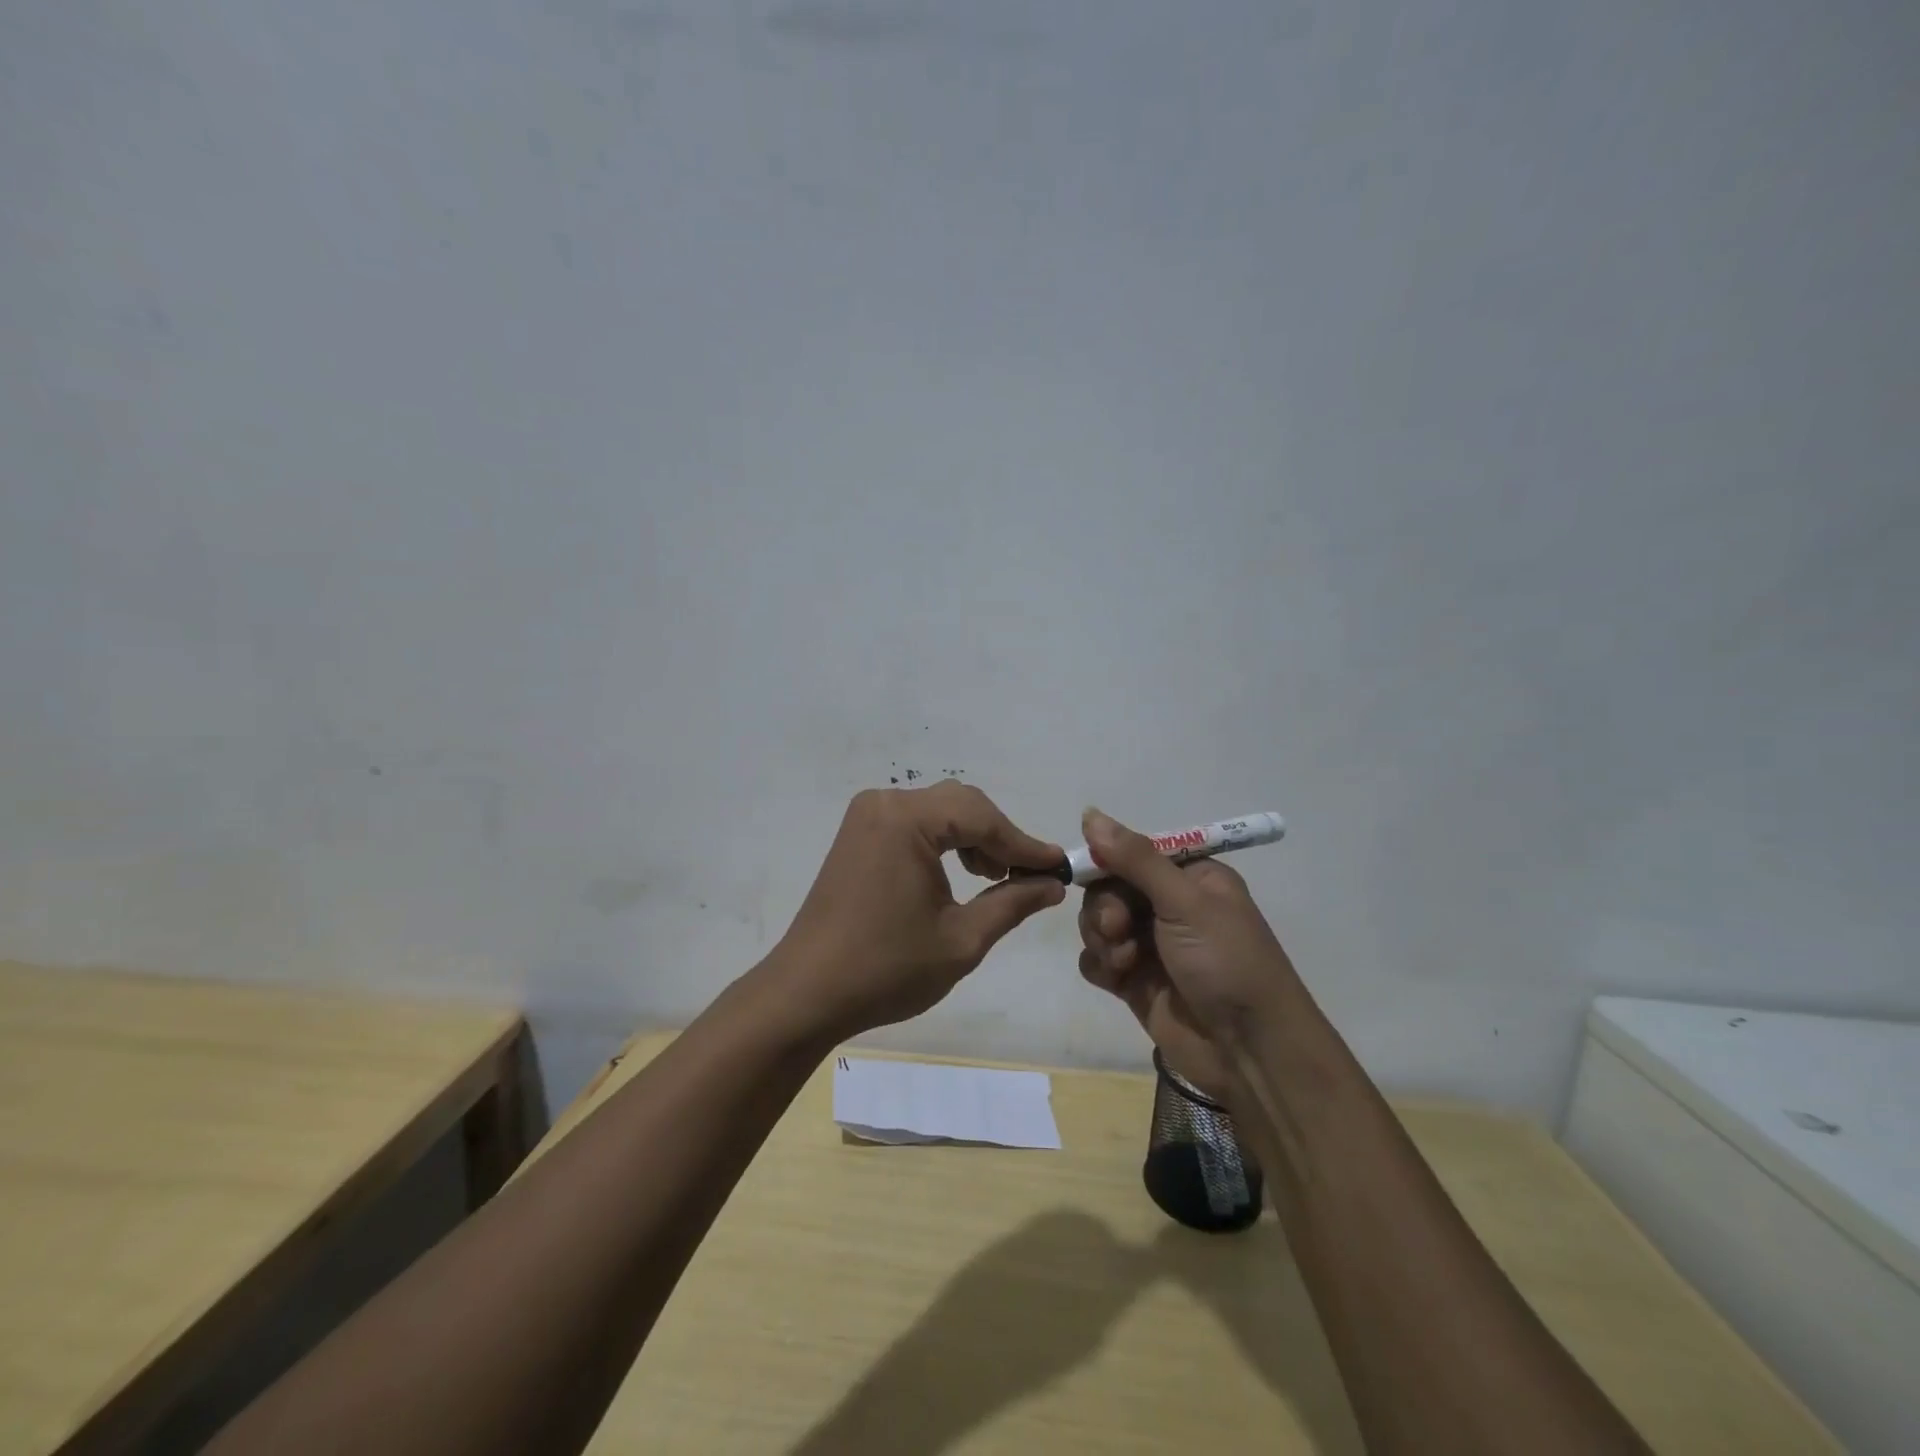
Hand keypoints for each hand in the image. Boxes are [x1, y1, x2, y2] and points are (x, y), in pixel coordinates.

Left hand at [773, 781, 1066, 1040]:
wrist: (807, 992)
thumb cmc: (886, 968)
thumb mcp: (961, 940)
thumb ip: (1012, 903)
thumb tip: (1053, 884)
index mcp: (906, 820)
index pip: (982, 818)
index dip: (1024, 844)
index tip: (1059, 867)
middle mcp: (884, 803)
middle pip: (961, 805)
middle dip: (999, 837)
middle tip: (1026, 876)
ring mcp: (867, 816)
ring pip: (939, 811)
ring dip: (973, 837)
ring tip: (995, 878)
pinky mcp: (858, 834)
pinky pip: (915, 823)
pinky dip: (944, 841)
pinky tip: (960, 873)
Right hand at [1075, 808, 1297, 1098]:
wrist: (1250, 1052)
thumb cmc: (1227, 963)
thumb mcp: (1185, 902)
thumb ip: (1135, 859)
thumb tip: (1089, 812)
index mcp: (1189, 877)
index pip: (1132, 853)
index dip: (1107, 862)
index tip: (1091, 873)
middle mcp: (1168, 906)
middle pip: (1108, 888)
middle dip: (1105, 908)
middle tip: (1118, 929)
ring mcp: (1150, 945)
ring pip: (1098, 923)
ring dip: (1102, 938)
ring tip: (1123, 962)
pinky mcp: (1134, 981)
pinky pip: (1096, 959)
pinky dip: (1100, 965)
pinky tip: (1117, 979)